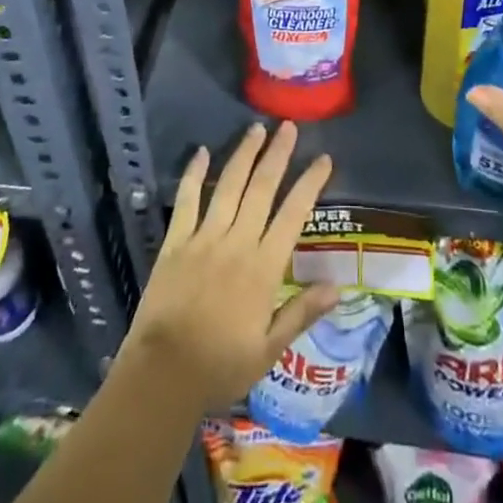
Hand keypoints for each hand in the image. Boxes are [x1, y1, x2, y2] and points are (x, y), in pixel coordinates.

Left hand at [120, 122, 338, 411]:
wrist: (163, 376)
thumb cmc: (221, 366)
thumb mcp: (269, 350)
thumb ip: (302, 313)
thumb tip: (339, 287)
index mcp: (263, 267)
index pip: (294, 214)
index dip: (310, 183)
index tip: (323, 158)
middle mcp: (237, 242)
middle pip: (261, 188)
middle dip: (277, 154)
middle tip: (288, 126)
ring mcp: (204, 238)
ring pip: (229, 185)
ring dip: (244, 154)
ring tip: (256, 128)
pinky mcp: (176, 242)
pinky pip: (187, 200)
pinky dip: (194, 174)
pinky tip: (201, 152)